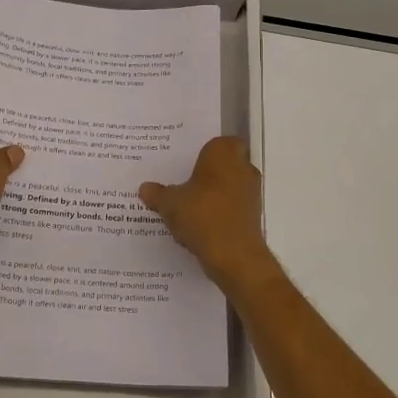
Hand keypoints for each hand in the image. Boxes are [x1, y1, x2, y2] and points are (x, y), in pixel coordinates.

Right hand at [139, 137, 277, 288]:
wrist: (234, 255)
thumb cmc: (201, 215)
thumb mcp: (169, 203)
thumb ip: (157, 194)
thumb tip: (145, 188)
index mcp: (224, 153)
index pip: (217, 142)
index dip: (203, 152)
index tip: (185, 163)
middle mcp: (243, 167)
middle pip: (223, 165)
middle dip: (206, 174)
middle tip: (181, 183)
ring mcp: (251, 192)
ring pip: (228, 187)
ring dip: (212, 195)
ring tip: (186, 208)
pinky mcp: (253, 215)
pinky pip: (231, 207)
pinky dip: (218, 213)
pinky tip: (198, 226)